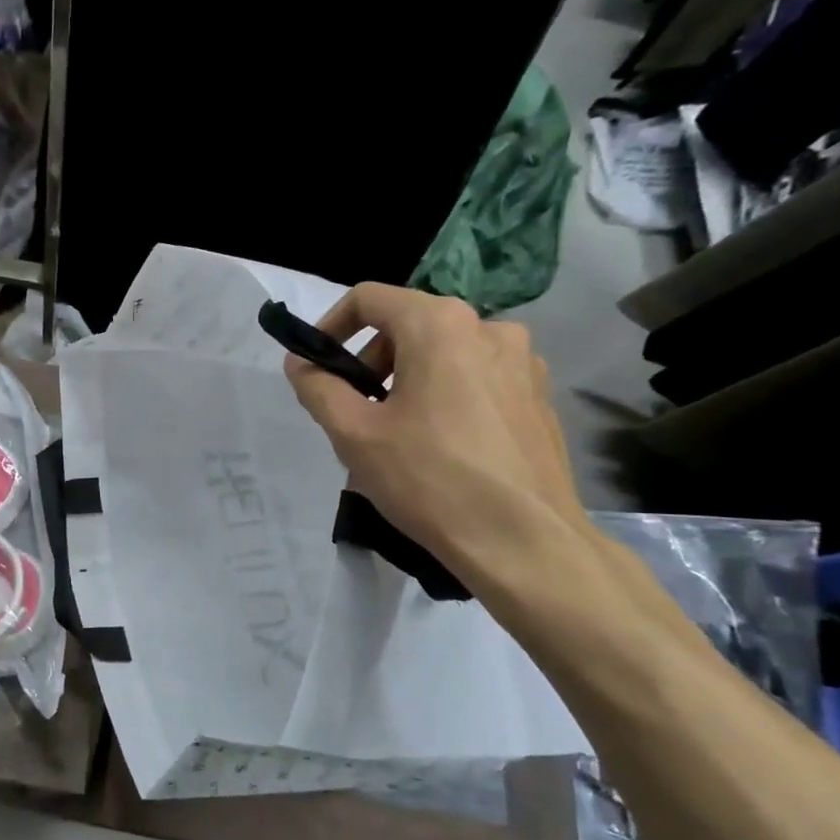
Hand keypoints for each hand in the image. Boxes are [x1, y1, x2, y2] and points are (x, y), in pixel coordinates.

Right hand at [283, 285, 585, 579]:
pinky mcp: (538, 397)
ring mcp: (523, 363)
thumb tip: (300, 362)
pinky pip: (476, 380)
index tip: (316, 366)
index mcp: (441, 325)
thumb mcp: (354, 434)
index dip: (331, 326)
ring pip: (443, 355)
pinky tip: (439, 450)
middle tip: (354, 414)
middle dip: (371, 362)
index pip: (370, 298)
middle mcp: (489, 328)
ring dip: (407, 382)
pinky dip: (445, 398)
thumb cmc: (430, 479)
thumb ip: (318, 388)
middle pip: (408, 326)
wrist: (523, 541)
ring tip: (394, 438)